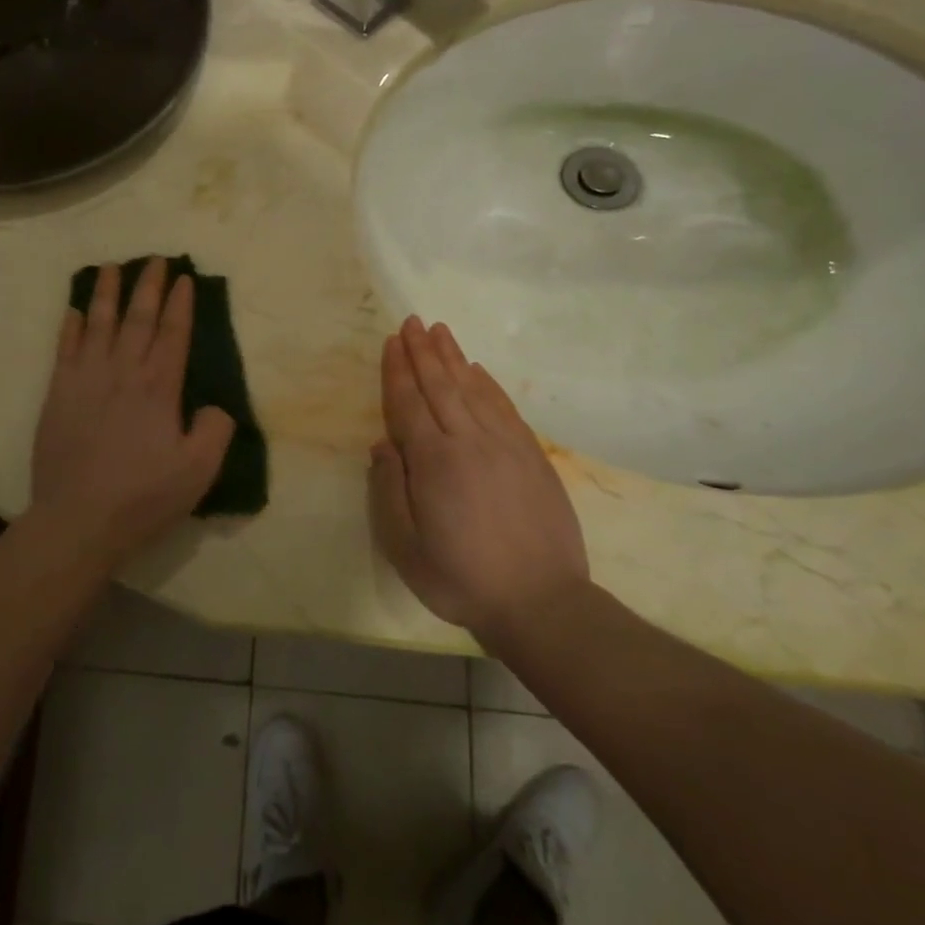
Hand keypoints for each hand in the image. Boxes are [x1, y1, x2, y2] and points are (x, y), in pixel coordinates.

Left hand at [29, 259, 235, 563]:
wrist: (78, 519)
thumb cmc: (143, 496)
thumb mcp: (199, 471)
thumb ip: (215, 431)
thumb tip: (216, 405)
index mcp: (159, 388)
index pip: (174, 334)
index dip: (181, 304)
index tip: (184, 278)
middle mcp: (123, 373)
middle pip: (138, 319)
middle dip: (148, 286)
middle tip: (155, 259)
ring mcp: (86, 380)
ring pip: (99, 324)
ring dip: (107, 293)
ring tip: (112, 267)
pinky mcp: (58, 395)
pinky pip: (65, 349)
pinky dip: (71, 326)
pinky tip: (75, 310)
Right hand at [369, 317, 589, 639]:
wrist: (541, 603)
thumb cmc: (461, 578)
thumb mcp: (404, 546)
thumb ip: (388, 490)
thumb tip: (383, 444)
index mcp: (434, 461)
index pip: (409, 403)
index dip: (397, 370)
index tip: (392, 341)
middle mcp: (469, 441)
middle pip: (441, 385)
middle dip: (423, 352)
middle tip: (413, 321)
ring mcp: (506, 446)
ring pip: (473, 389)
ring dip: (453, 358)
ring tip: (440, 331)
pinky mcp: (532, 456)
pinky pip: (505, 408)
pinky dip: (488, 384)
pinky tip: (478, 370)